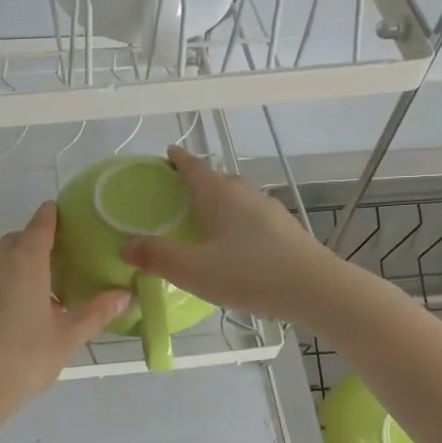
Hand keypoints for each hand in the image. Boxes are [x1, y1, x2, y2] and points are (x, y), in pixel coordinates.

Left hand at [0, 202, 131, 427]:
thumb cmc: (21, 360)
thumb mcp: (65, 338)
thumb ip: (95, 312)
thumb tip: (124, 294)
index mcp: (24, 262)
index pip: (40, 225)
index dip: (53, 215)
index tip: (63, 212)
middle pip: (17, 241)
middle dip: (36, 245)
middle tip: (60, 265)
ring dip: (18, 268)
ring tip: (40, 297)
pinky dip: (0, 287)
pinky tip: (13, 318)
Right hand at [120, 144, 337, 322]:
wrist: (316, 289)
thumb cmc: (249, 274)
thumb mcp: (194, 270)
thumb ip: (157, 257)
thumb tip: (125, 245)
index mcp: (220, 195)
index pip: (194, 167)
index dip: (178, 160)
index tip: (168, 153)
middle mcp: (245, 194)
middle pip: (218, 179)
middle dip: (199, 181)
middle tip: (180, 193)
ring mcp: (270, 210)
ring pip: (238, 197)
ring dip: (221, 202)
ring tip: (206, 220)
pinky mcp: (286, 230)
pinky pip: (253, 217)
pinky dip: (238, 221)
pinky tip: (237, 244)